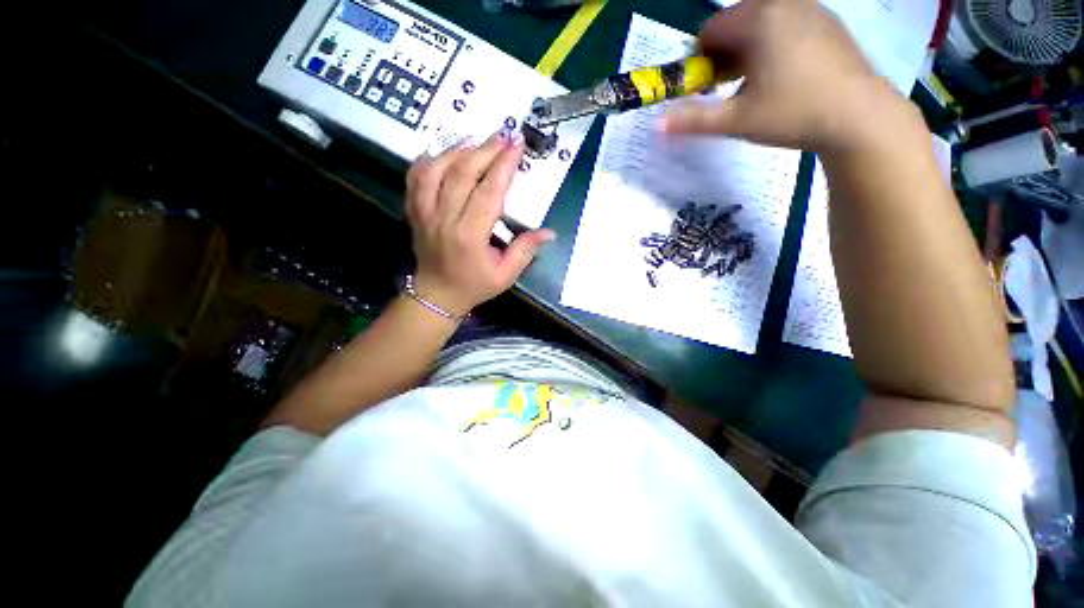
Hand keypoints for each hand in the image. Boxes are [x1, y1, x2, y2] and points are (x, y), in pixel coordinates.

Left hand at [405, 130, 555, 316]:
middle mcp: (444, 219)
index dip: (504, 165)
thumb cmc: (474, 286)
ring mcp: (424, 213)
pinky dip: (430, 160)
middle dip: (486, 150)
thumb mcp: (505, 275)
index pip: (489, 192)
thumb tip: (549, 232)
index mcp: (470, 236)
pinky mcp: (414, 211)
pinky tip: (446, 154)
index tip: (517, 145)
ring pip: (436, 169)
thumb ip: (525, 251)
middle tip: (504, 136)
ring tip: (478, 142)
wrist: (437, 294)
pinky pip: (416, 177)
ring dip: (458, 150)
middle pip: (463, 173)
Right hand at [665, 0, 914, 153]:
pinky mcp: (828, 21)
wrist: (860, 116)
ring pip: (761, 21)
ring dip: (748, 48)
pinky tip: (785, 73)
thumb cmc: (792, 114)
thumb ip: (693, 120)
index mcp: (758, 21)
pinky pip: (786, 22)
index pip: (710, 30)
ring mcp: (810, 9)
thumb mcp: (736, 121)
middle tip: (731, 86)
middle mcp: (783, 3)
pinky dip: (774, 43)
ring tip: (757, 81)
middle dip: (724, 53)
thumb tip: (656, 126)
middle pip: (735, 21)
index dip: (701, 60)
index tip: (709, 86)